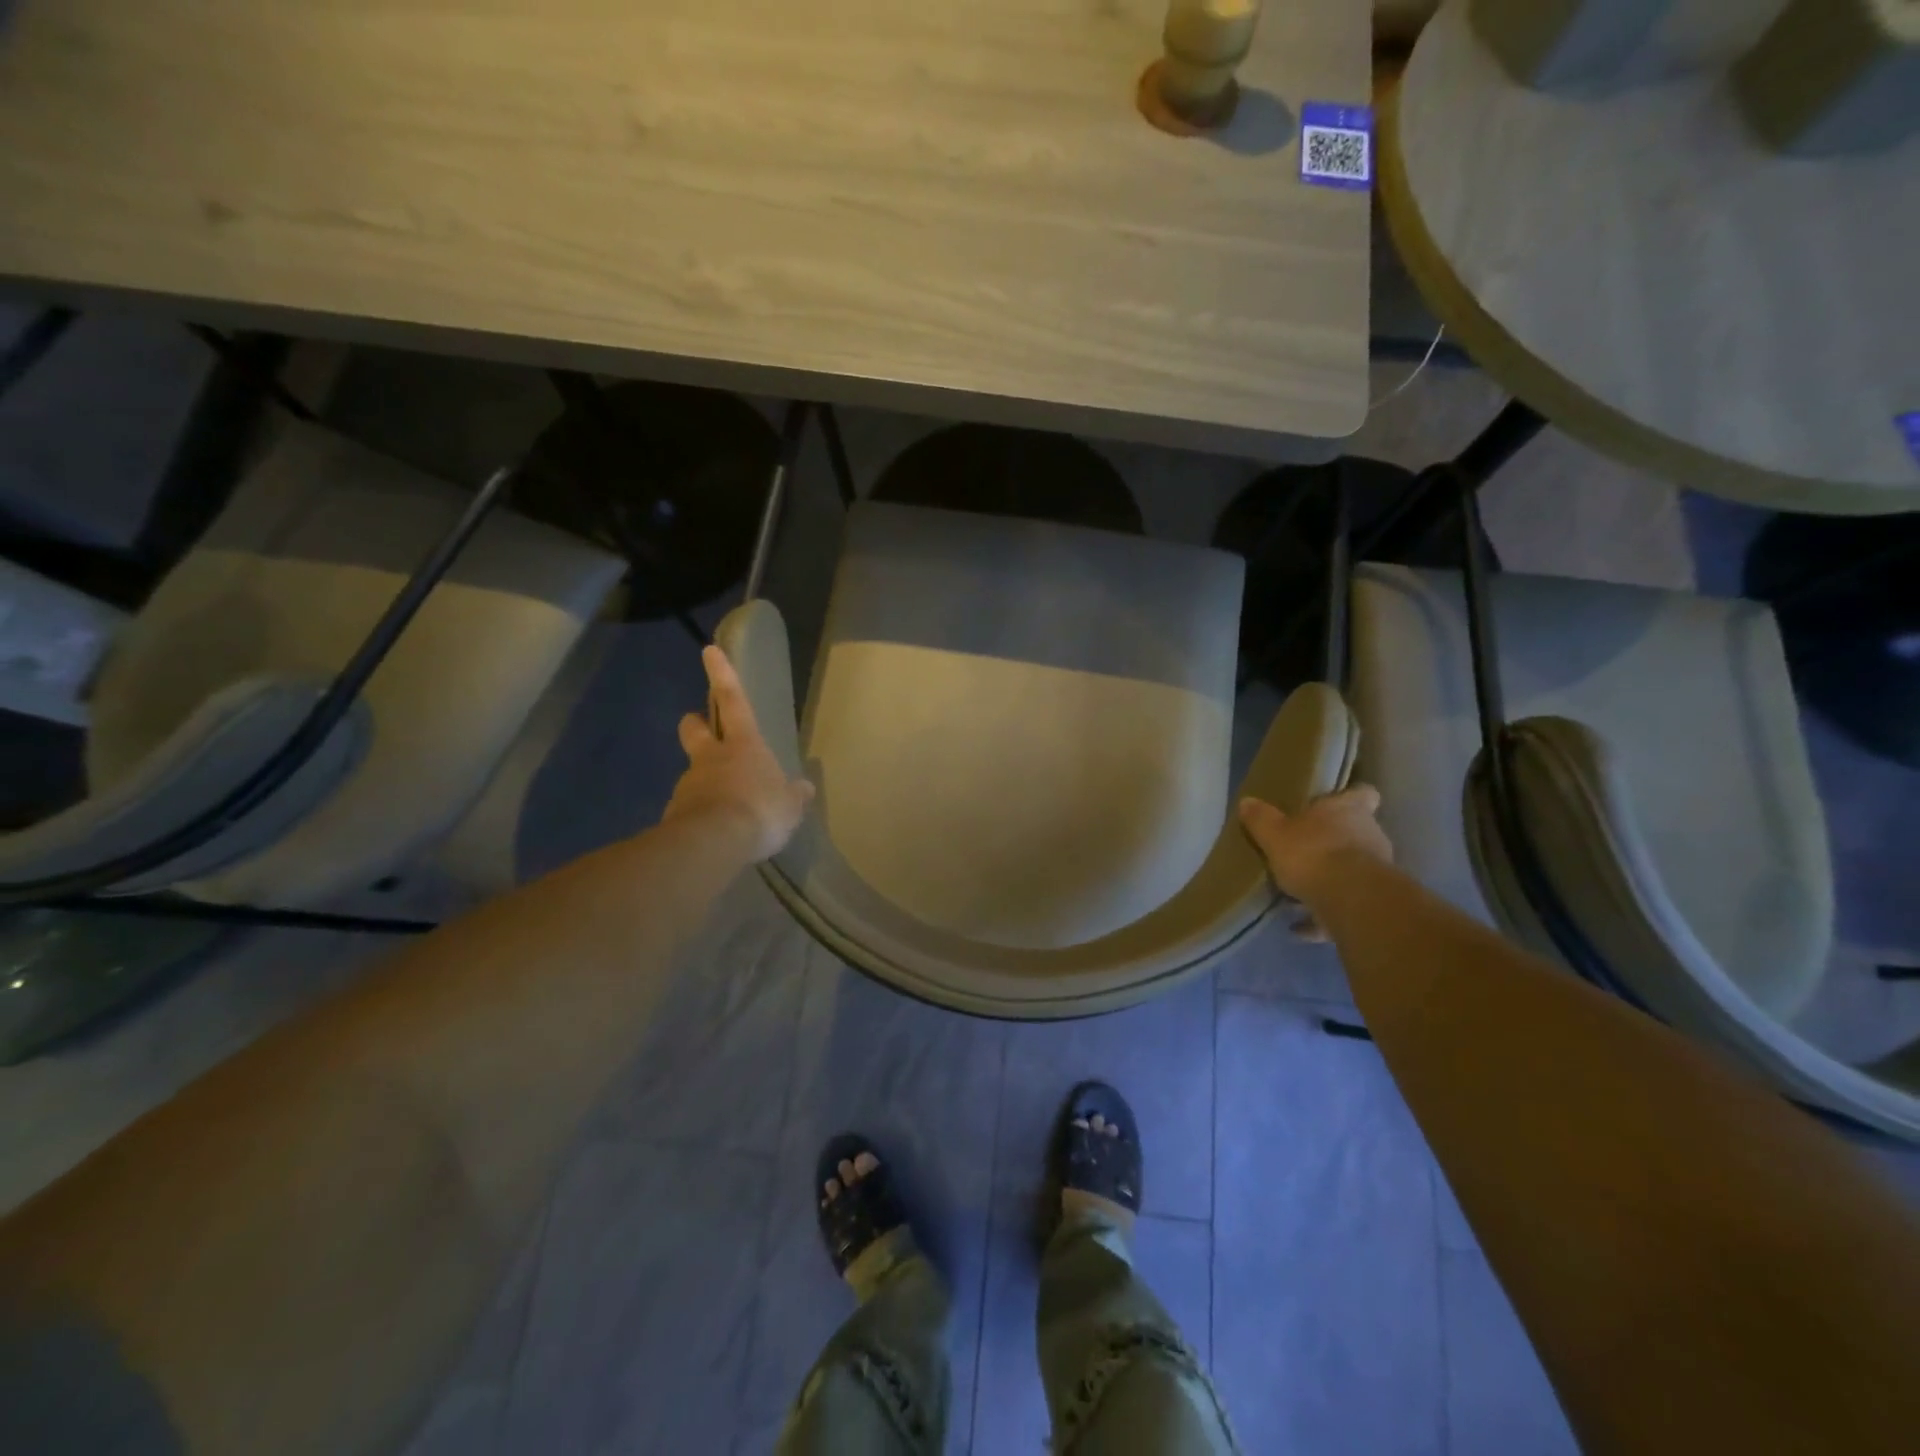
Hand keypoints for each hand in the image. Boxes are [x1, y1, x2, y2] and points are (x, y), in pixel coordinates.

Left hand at [663, 645, 814, 862]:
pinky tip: (714, 831)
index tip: (708, 650)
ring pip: (694, 771)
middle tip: (701, 726)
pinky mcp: (676, 812)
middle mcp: (711, 757)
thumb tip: (804, 788)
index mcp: (743, 745)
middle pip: (695, 728)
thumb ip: (793, 796)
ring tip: (724, 805)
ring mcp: (689, 783)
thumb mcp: (789, 806)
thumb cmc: (760, 811)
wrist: (712, 842)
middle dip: (696, 722)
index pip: (732, 701)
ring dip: (705, 779)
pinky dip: (701, 812)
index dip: (722, 675)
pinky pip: (690, 806)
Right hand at [1239, 785, 1392, 939]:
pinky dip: (1324, 914)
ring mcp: (1377, 871)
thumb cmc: (1313, 854)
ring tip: (1298, 891)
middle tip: (1303, 850)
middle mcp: (1370, 835)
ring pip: (1353, 869)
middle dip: (1333, 841)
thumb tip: (1247, 801)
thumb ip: (1261, 818)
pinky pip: (1344, 905)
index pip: (1363, 793)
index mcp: (1350, 810)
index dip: (1349, 797)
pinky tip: (1299, 927)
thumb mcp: (1274, 833)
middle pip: (1356, 832)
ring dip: (1331, 878)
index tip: (1333, 805)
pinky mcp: (1374, 903)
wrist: (1351, 902)